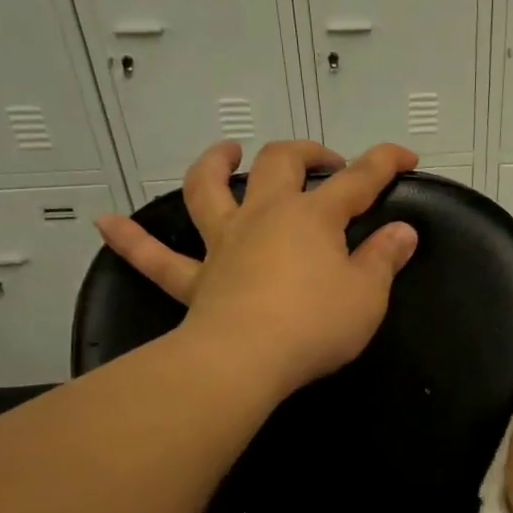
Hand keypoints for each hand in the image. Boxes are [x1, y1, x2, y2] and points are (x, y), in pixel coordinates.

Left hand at [94, 139, 419, 399]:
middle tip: (324, 160)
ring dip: (215, 165)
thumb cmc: (315, 324)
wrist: (245, 361)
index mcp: (313, 217)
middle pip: (280, 164)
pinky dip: (131, 240)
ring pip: (208, 190)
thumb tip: (402, 232)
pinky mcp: (195, 280)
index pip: (358, 179)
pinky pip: (156, 258)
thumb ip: (384, 259)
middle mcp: (265, 217)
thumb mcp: (368, 295)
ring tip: (225, 152)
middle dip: (305, 152)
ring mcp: (224, 244)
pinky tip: (106, 223)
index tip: (406, 156)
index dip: (385, 163)